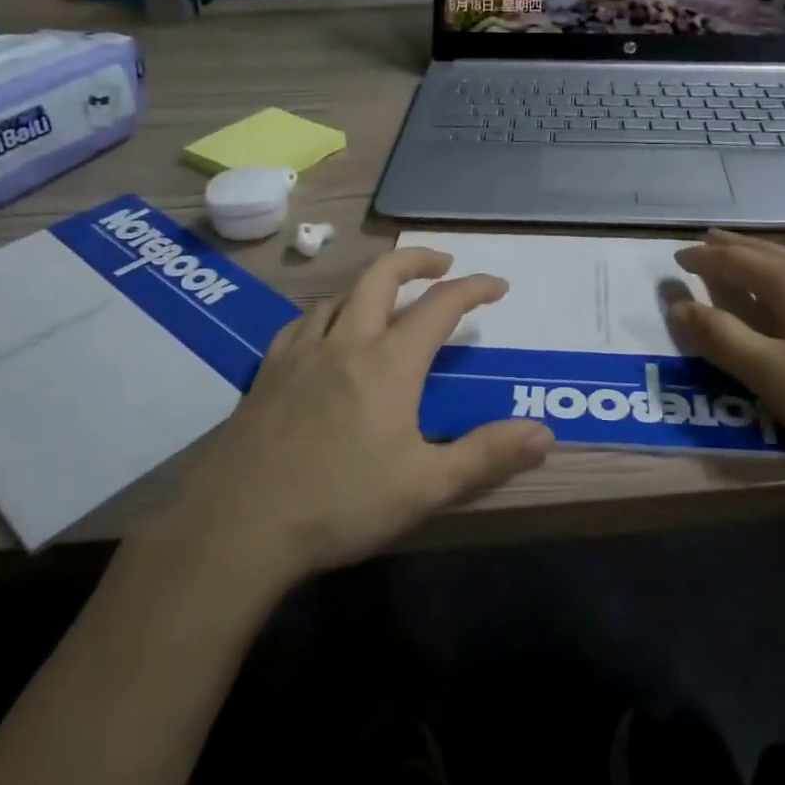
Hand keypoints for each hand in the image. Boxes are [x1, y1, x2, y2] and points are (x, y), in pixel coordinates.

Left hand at [138, 248, 553, 585]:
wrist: (240, 525)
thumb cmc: (342, 502)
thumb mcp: (427, 486)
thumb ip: (487, 454)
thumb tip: (544, 432)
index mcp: (390, 362)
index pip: (441, 305)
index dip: (474, 288)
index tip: (497, 286)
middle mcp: (347, 341)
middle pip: (382, 275)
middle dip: (417, 259)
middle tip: (441, 265)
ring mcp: (301, 351)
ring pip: (340, 295)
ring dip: (371, 286)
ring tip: (387, 302)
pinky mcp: (269, 370)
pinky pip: (302, 322)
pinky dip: (328, 313)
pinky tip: (326, 334)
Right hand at [668, 230, 784, 478]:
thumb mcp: (771, 375)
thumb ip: (721, 338)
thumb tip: (677, 305)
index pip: (734, 260)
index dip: (702, 259)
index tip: (675, 259)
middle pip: (765, 251)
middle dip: (730, 246)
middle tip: (704, 241)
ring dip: (758, 256)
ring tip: (740, 256)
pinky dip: (783, 272)